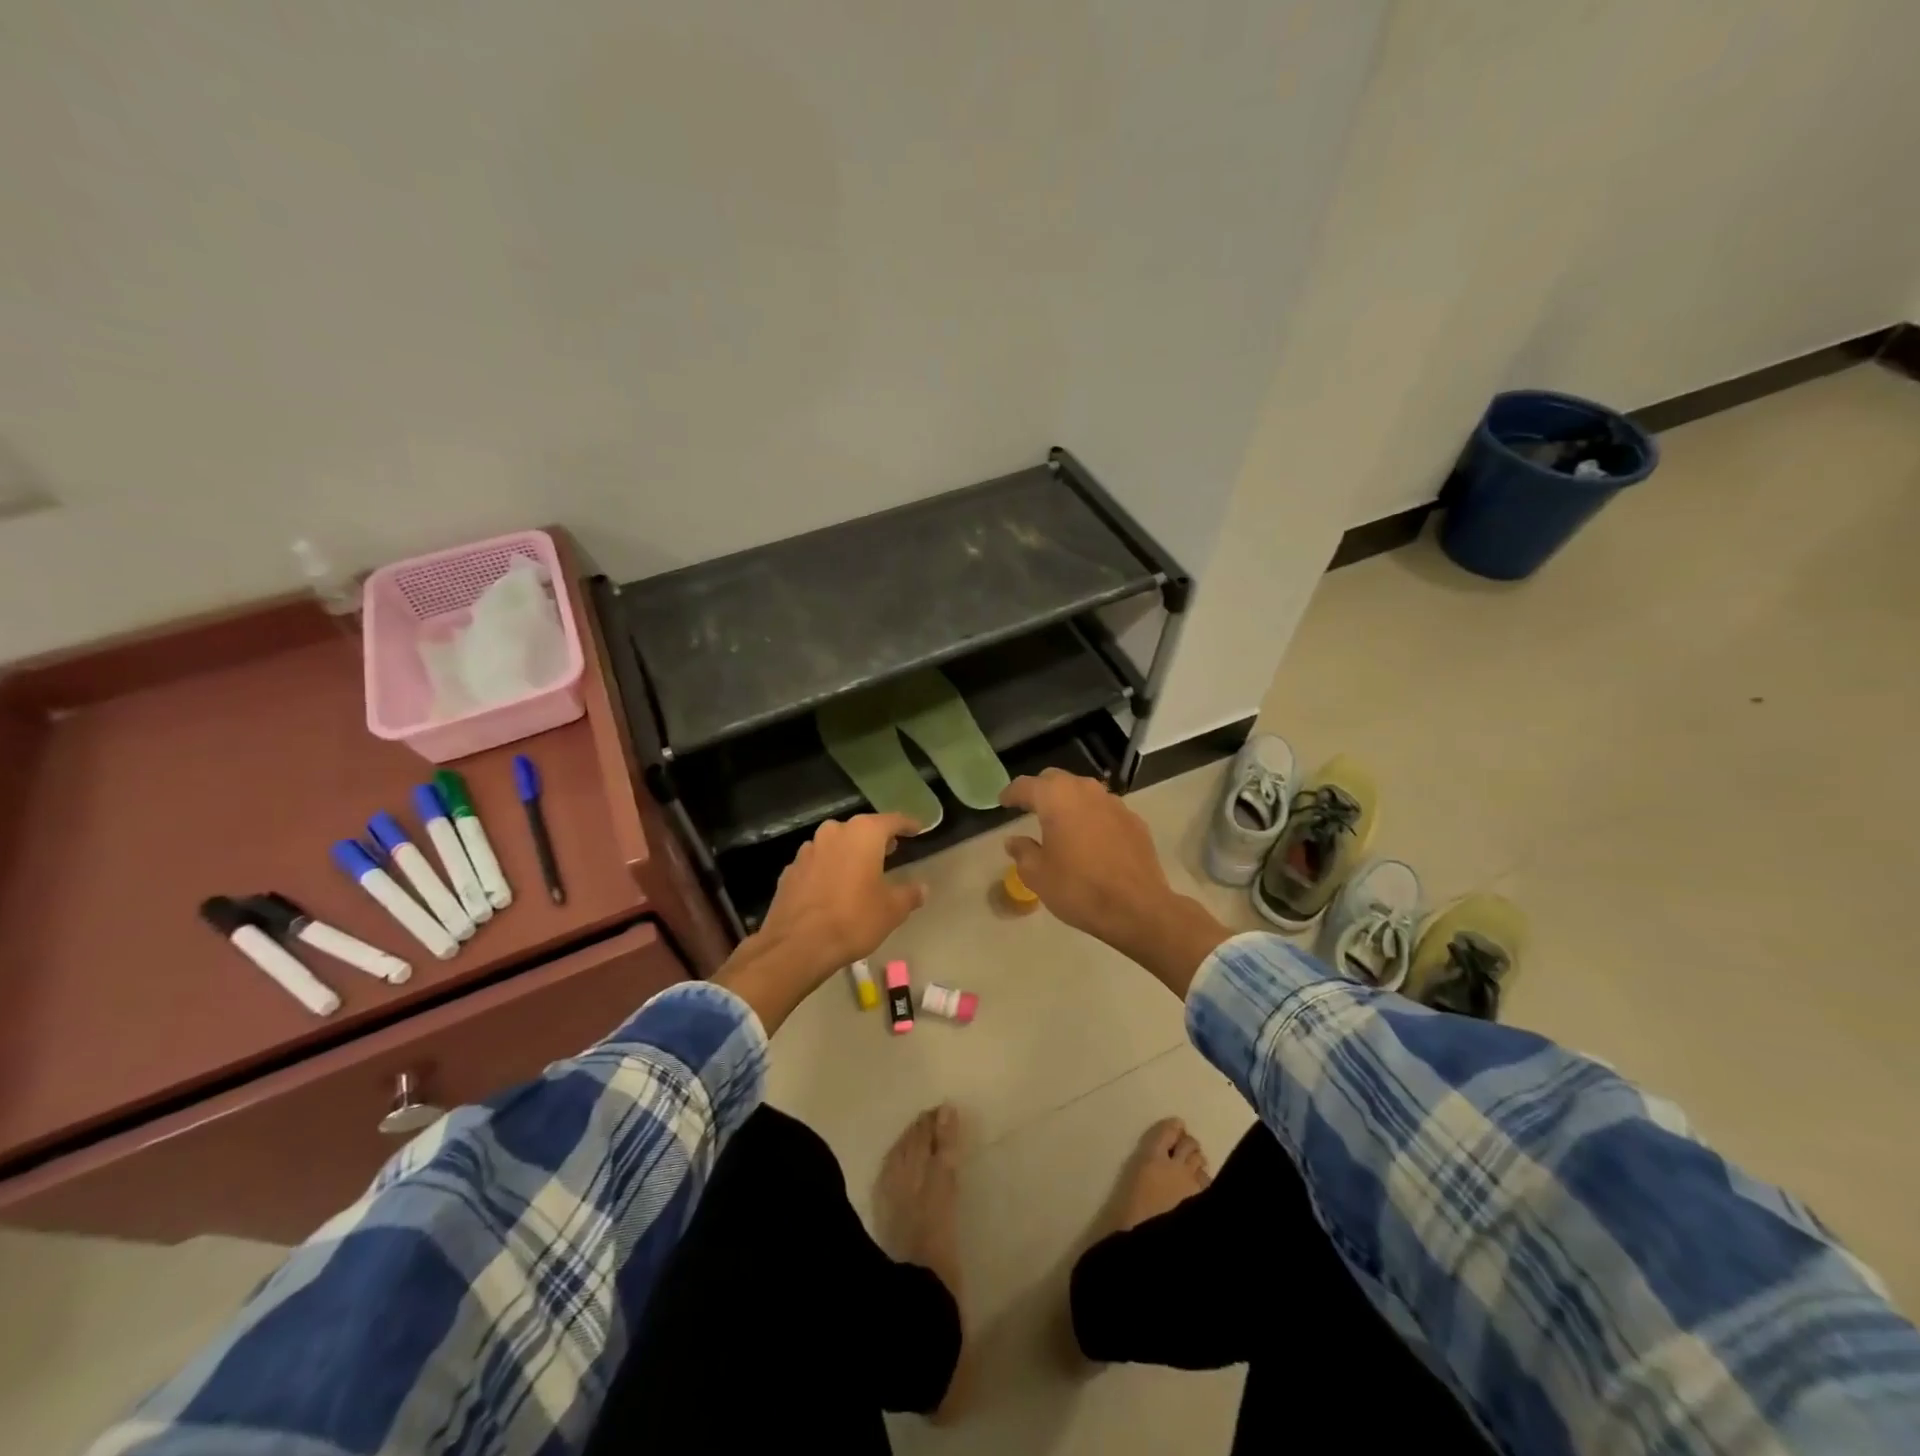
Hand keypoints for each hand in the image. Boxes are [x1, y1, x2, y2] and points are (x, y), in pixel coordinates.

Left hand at [757, 812, 927, 968]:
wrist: (797, 945)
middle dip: (876, 838)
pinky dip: (828, 869)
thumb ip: (909, 894)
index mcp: (863, 834)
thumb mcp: (892, 910)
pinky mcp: (790, 870)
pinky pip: (816, 863)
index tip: (918, 830)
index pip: (892, 820)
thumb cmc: (853, 919)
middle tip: (891, 849)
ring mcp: (807, 850)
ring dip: (849, 852)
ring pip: (835, 844)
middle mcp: (834, 833)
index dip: (907, 825)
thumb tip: (922, 889)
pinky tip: (832, 887)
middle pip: (860, 829)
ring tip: (861, 869)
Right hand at [1000, 770, 1227, 996]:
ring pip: (1084, 791)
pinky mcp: (1134, 820)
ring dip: (1069, 801)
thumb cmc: (1078, 889)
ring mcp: (1114, 803)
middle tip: (1030, 808)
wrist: (1137, 908)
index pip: (1026, 785)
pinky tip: (1091, 838)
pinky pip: (1105, 809)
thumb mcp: (1038, 875)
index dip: (1011, 793)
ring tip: (1061, 822)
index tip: (1003, 802)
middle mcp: (1085, 791)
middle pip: (1056, 780)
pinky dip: (1092, 817)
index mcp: (1056, 798)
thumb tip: (1014, 840)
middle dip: (1041, 791)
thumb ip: (1023, 852)